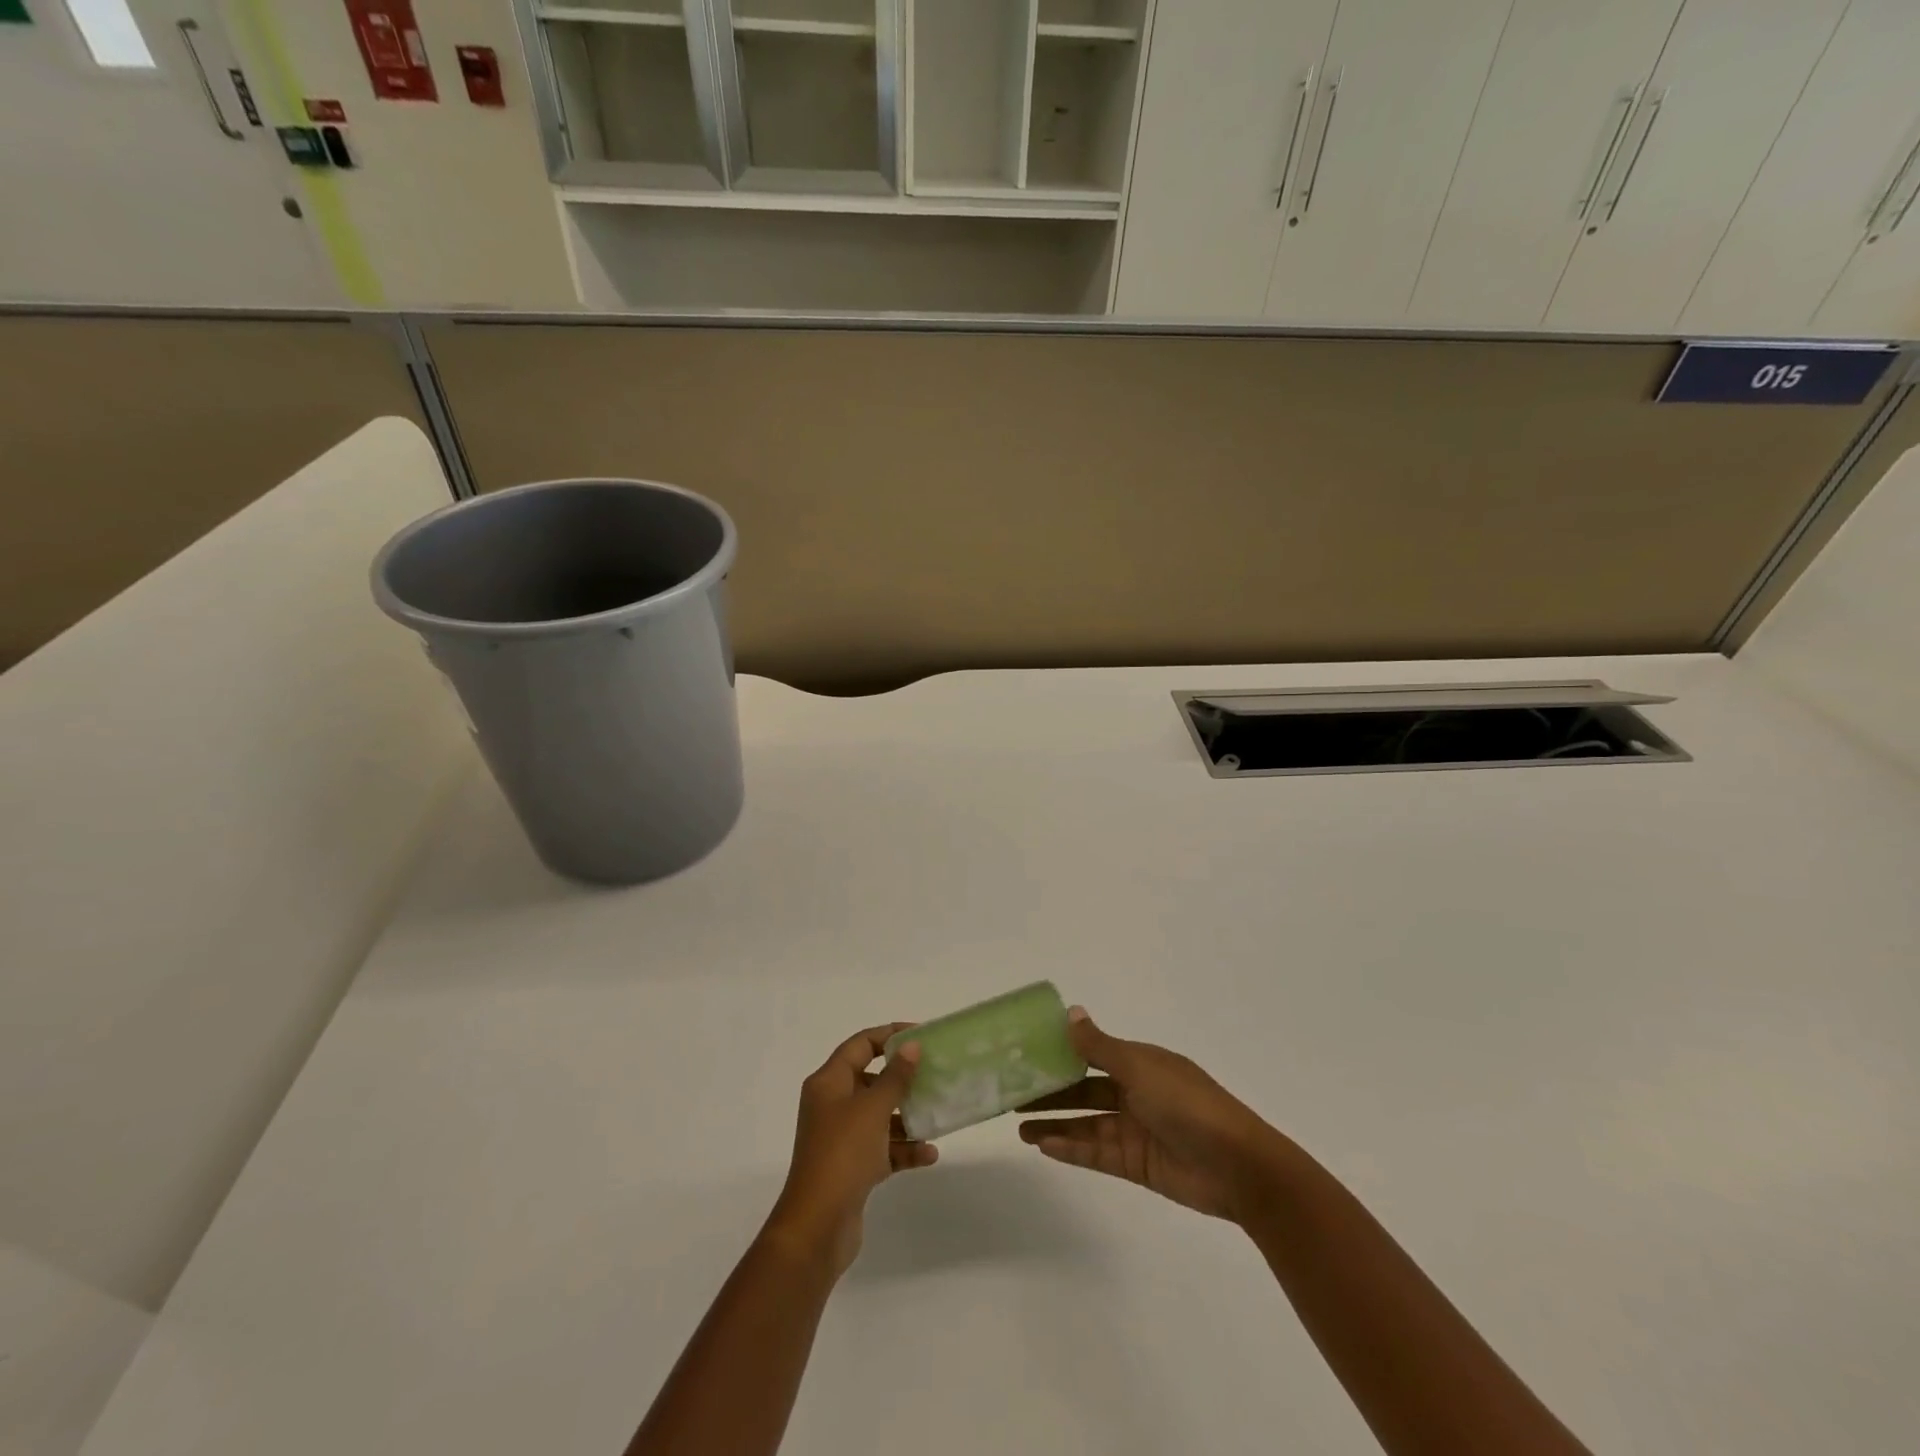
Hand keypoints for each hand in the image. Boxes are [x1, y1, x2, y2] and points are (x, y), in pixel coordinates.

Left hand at [764, 1024, 937, 1277]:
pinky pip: (883, 1147)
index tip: (921, 1034)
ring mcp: (842, 1137)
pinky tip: (929, 1154)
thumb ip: (895, 1077)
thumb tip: (911, 1046)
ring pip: (880, 1115)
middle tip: (934, 1073)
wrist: (817, 1227)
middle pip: (871, 1079)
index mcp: (829, 1083)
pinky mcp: (852, 1167)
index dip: (889, 1035)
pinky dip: (903, 1148)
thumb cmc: (842, 1155)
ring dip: (907, 1116)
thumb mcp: (872, 1109)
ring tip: (937, 1115)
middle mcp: (832, 1105)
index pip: (860, 1045)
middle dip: (902, 1078)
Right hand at [1018, 1008, 1286, 1223]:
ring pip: (1086, 1124)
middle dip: (1052, 1092)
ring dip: (1054, 1123)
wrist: (1239, 1167)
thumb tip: (1070, 1012)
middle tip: (1013, 1093)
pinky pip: (1097, 1153)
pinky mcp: (1137, 1164)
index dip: (1062, 1053)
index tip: (1028, 1054)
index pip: (1093, 1054)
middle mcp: (1137, 1092)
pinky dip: (1071, 1149)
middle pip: (1085, 1091)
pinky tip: (1043, 1146)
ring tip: (1018, 1126)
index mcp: (1141, 1063)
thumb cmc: (1188, 1105)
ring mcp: (1136, 1129)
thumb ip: (1100, 1046)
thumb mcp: (1140, 1068)